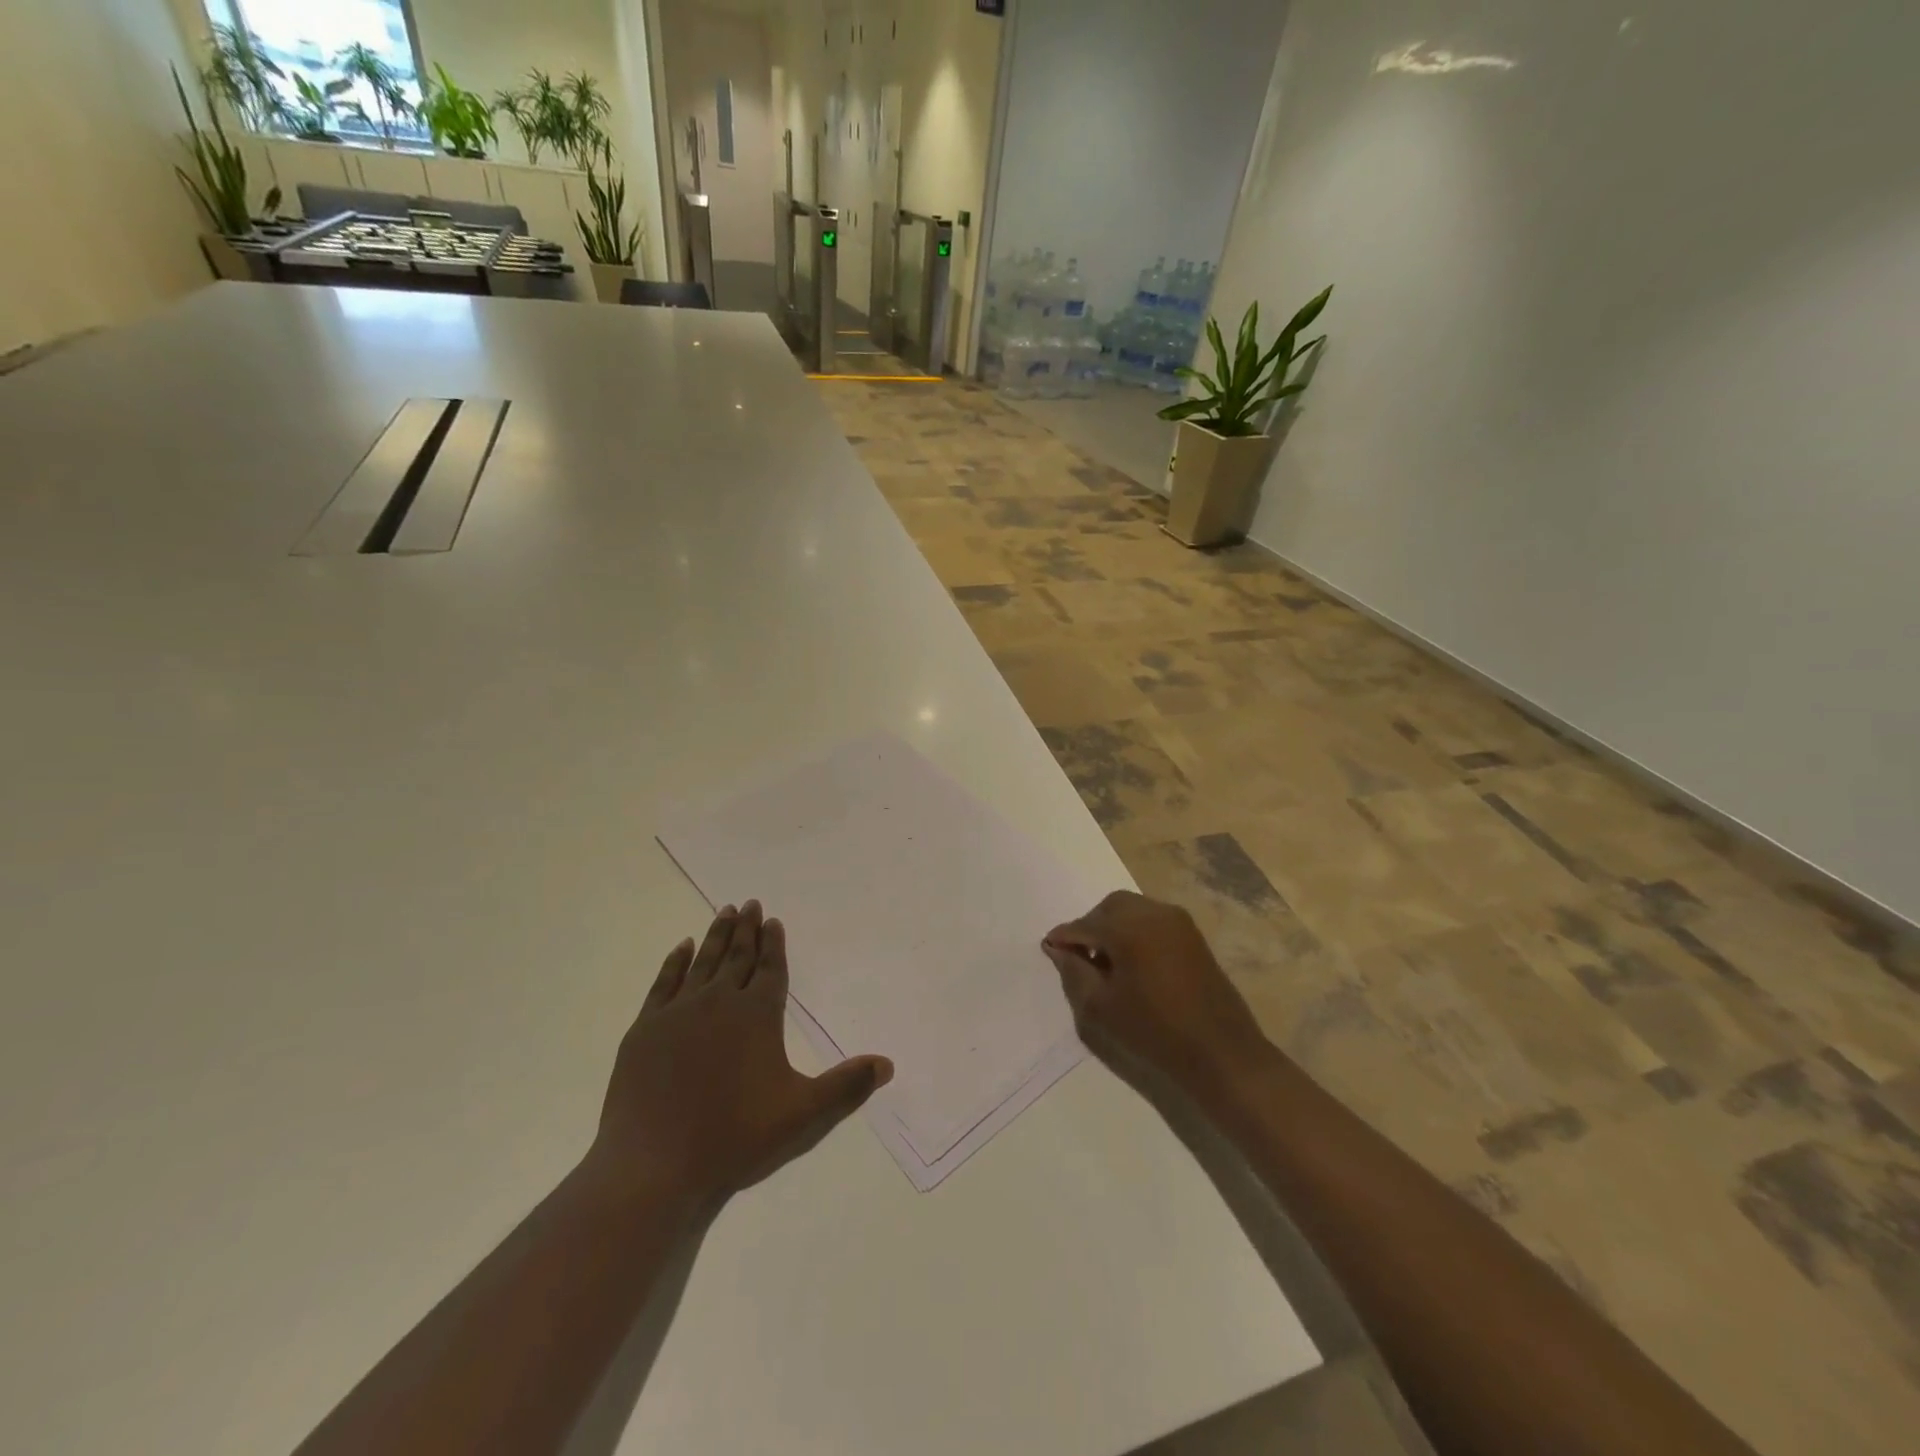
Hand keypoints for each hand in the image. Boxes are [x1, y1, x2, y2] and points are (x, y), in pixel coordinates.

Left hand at [586, 901, 892, 1208]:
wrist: (655, 1168)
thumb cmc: (736, 1138)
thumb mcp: (804, 1116)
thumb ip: (847, 1086)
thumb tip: (887, 1064)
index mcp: (757, 1015)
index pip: (770, 969)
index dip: (774, 944)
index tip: (773, 920)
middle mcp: (718, 1003)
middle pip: (737, 956)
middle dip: (745, 929)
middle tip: (749, 902)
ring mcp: (678, 1014)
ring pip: (703, 963)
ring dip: (715, 936)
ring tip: (724, 912)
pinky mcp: (645, 1031)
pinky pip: (664, 983)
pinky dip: (675, 962)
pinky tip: (682, 948)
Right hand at [1043, 891, 1269, 1095]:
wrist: (1221, 1053)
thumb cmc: (1154, 1032)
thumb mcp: (1101, 1008)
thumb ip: (1074, 972)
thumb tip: (1059, 949)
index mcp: (1128, 928)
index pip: (1085, 924)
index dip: (1064, 937)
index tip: (1049, 948)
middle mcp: (1153, 913)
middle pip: (1110, 907)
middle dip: (1091, 925)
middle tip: (1079, 955)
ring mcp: (1177, 921)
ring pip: (1133, 909)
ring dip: (1114, 926)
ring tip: (1106, 960)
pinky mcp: (1193, 935)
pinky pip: (1153, 919)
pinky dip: (1135, 930)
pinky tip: (1132, 961)